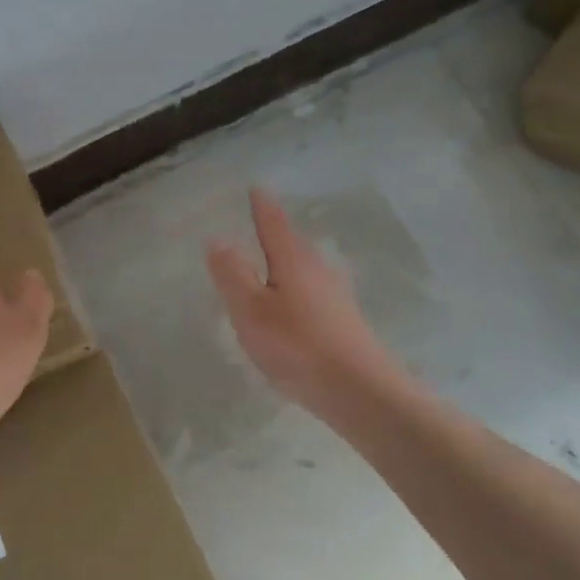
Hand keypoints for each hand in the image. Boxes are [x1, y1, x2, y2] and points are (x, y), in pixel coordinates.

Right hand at [206, 187, 398, 417]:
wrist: (360, 392)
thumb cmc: (298, 346)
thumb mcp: (251, 311)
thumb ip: (232, 274)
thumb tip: (219, 239)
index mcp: (293, 260)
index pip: (273, 223)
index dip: (262, 205)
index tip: (255, 188)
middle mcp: (318, 270)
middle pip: (292, 243)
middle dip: (274, 233)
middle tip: (257, 223)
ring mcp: (335, 296)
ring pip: (304, 269)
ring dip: (285, 262)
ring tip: (268, 264)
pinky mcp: (343, 321)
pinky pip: (312, 292)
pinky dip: (295, 289)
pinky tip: (291, 307)